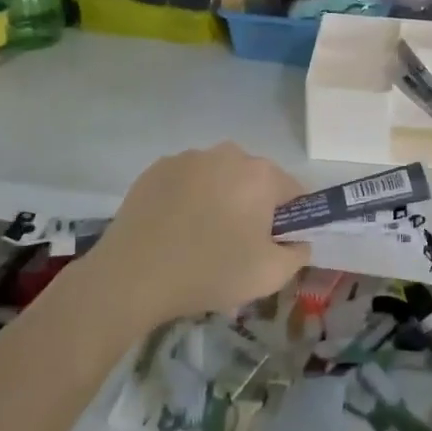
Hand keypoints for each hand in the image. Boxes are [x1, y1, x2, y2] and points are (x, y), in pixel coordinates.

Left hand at [86, 144, 309, 327]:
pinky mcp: (156, 168)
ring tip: (200, 239)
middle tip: (238, 246)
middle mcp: (228, 154)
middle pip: (255, 180)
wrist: (132, 277)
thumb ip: (299, 253)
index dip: (290, 220)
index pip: (294, 192)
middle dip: (253, 206)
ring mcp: (189, 158)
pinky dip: (188, 199)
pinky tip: (175, 230)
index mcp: (262, 174)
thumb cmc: (210, 272)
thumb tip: (298, 241)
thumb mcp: (271, 275)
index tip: (274, 245)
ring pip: (220, 178)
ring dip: (220, 200)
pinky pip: (187, 181)